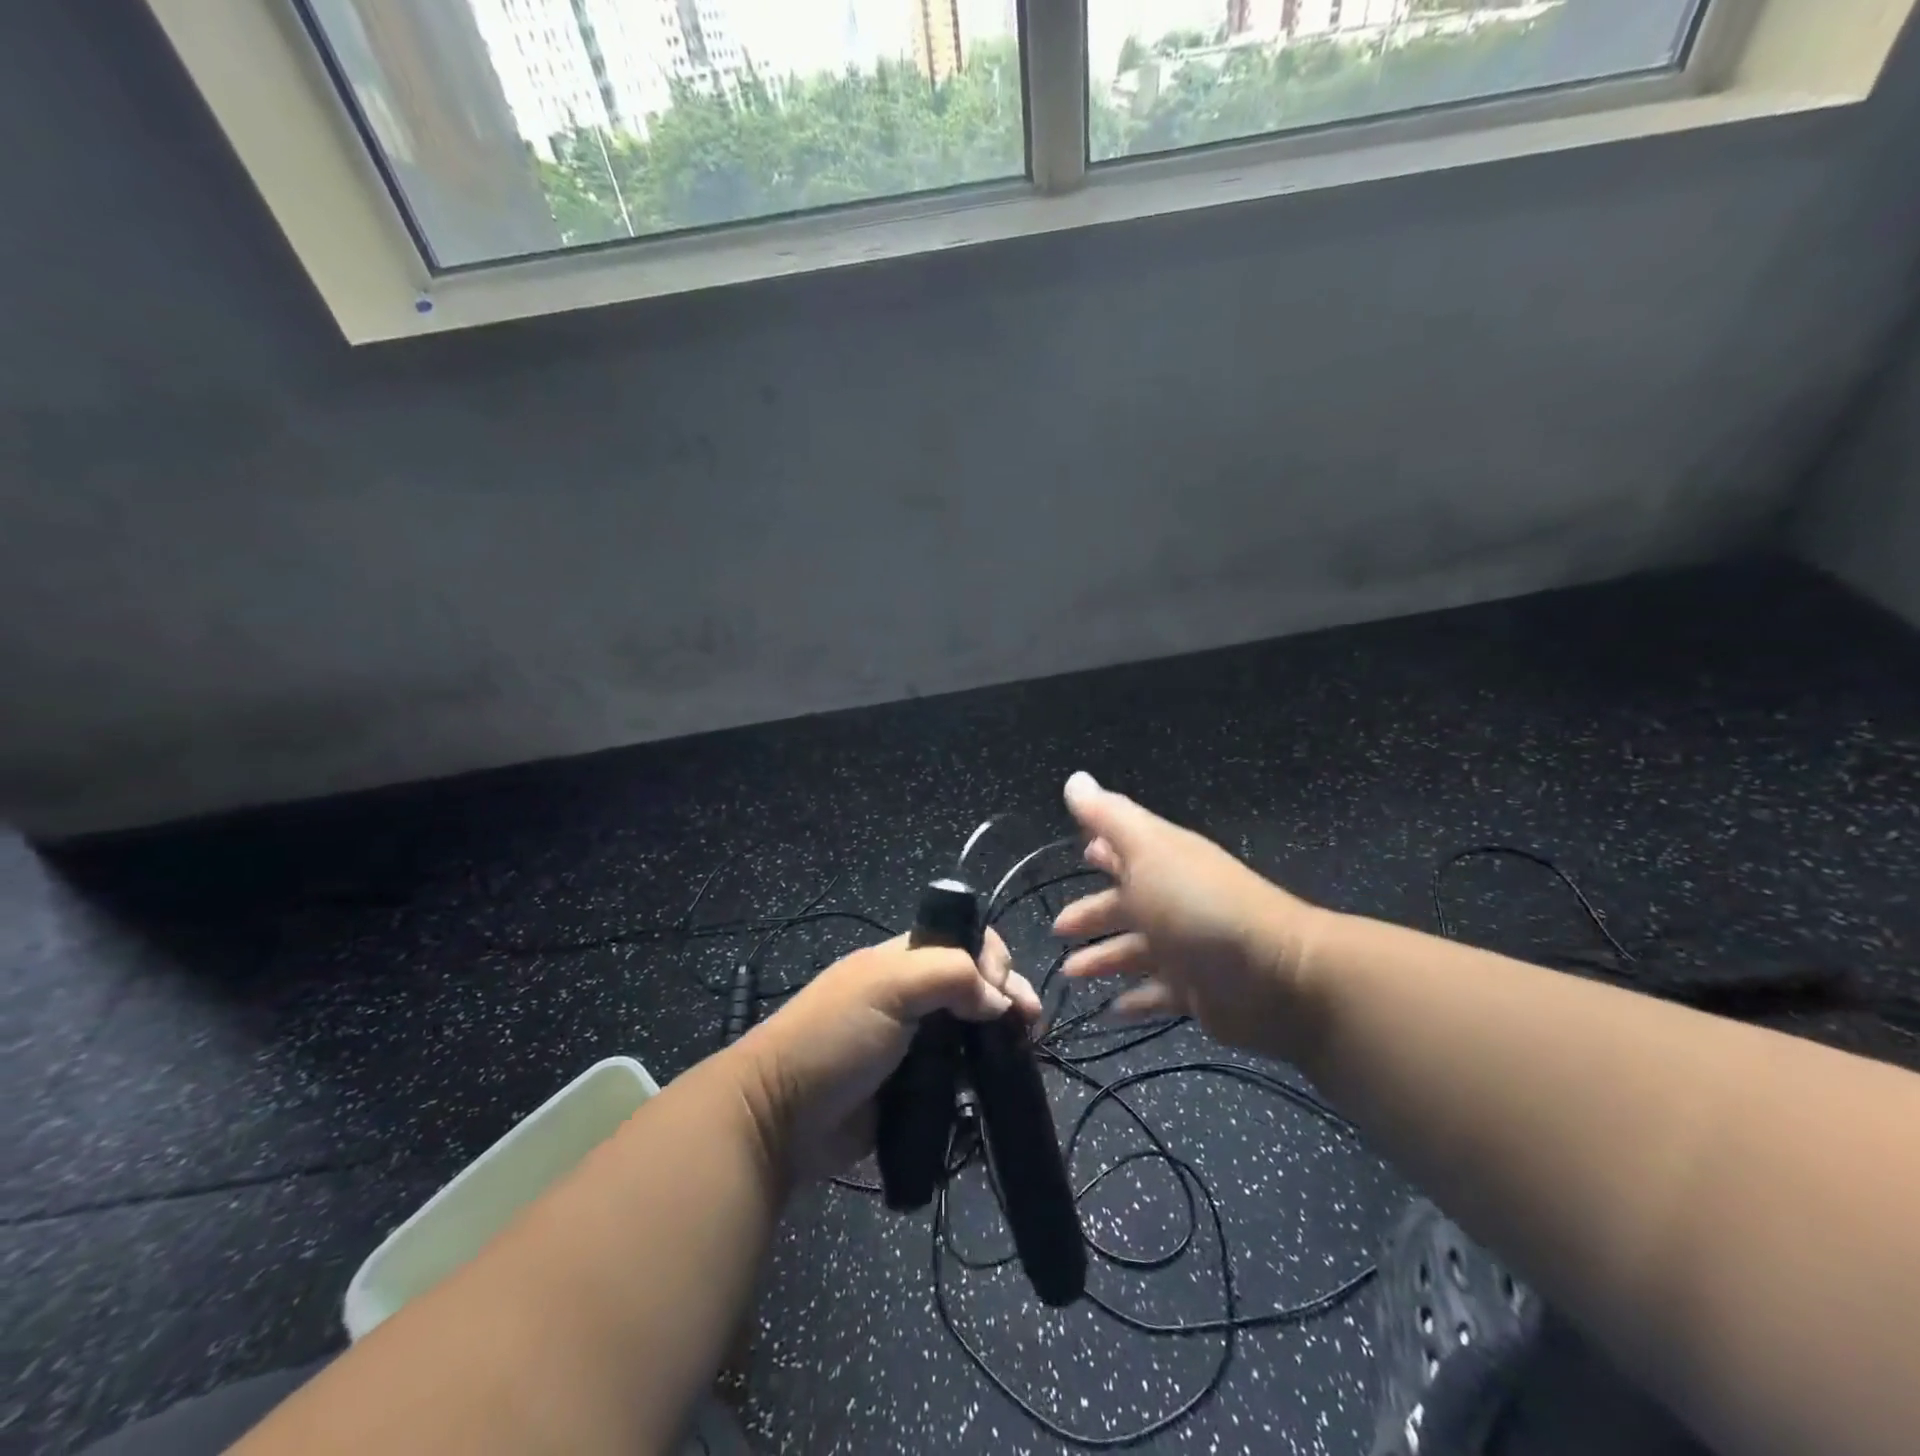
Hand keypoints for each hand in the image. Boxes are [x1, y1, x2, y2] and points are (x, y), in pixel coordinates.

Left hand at [734, 931, 1039, 1179]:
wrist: (781, 1116)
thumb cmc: (834, 1037)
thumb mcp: (888, 986)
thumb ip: (950, 976)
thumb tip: (999, 1000)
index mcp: (903, 960)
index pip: (963, 940)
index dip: (991, 956)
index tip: (1004, 989)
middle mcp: (913, 995)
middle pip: (976, 984)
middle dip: (1007, 996)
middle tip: (1030, 1024)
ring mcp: (916, 1043)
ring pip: (973, 1030)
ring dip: (1001, 1036)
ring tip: (1024, 1052)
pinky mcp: (916, 1088)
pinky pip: (961, 1074)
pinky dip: (983, 1074)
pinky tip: (1001, 1080)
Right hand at [1053, 772, 1321, 1060]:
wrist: (1276, 976)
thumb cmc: (1199, 905)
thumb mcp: (1147, 850)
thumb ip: (1108, 816)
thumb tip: (1075, 779)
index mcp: (1163, 862)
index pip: (1127, 850)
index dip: (1103, 851)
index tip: (1078, 853)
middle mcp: (1175, 901)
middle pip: (1126, 905)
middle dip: (1092, 914)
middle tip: (1057, 929)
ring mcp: (1187, 948)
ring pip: (1135, 951)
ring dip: (1103, 959)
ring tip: (1069, 973)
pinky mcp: (1198, 992)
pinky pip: (1158, 994)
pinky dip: (1135, 1000)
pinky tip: (1110, 1010)